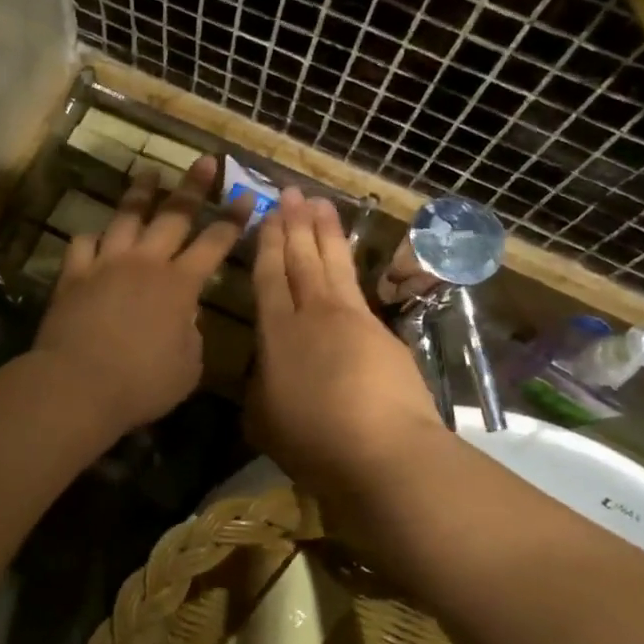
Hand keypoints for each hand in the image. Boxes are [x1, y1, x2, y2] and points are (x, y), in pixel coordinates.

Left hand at [33, 156, 246, 435]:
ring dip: (141, 193)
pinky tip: (95, 237)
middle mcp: (146, 262)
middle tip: (205, 161)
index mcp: (180, 284)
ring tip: (150, 173)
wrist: (78, 385)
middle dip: (194, 186)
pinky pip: (83, 244)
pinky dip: (92, 238)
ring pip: (127, 217)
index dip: (233, 220)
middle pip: (174, 214)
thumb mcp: (188, 367)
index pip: (215, 243)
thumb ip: (192, 335)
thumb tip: (186, 317)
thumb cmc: (142, 383)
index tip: (247, 196)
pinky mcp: (74, 274)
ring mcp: (107, 263)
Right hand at [248, 189, 445, 495]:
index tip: (267, 215)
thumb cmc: (313, 441)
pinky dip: (348, 263)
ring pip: (332, 264)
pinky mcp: (381, 332)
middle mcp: (312, 315)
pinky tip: (345, 256)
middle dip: (294, 224)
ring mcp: (351, 319)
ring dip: (324, 231)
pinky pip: (357, 286)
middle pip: (301, 260)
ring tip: (319, 202)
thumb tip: (265, 373)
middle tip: (291, 192)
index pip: (269, 277)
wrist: (383, 451)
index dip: (267, 244)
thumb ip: (260, 388)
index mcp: (276, 333)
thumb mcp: (264, 420)